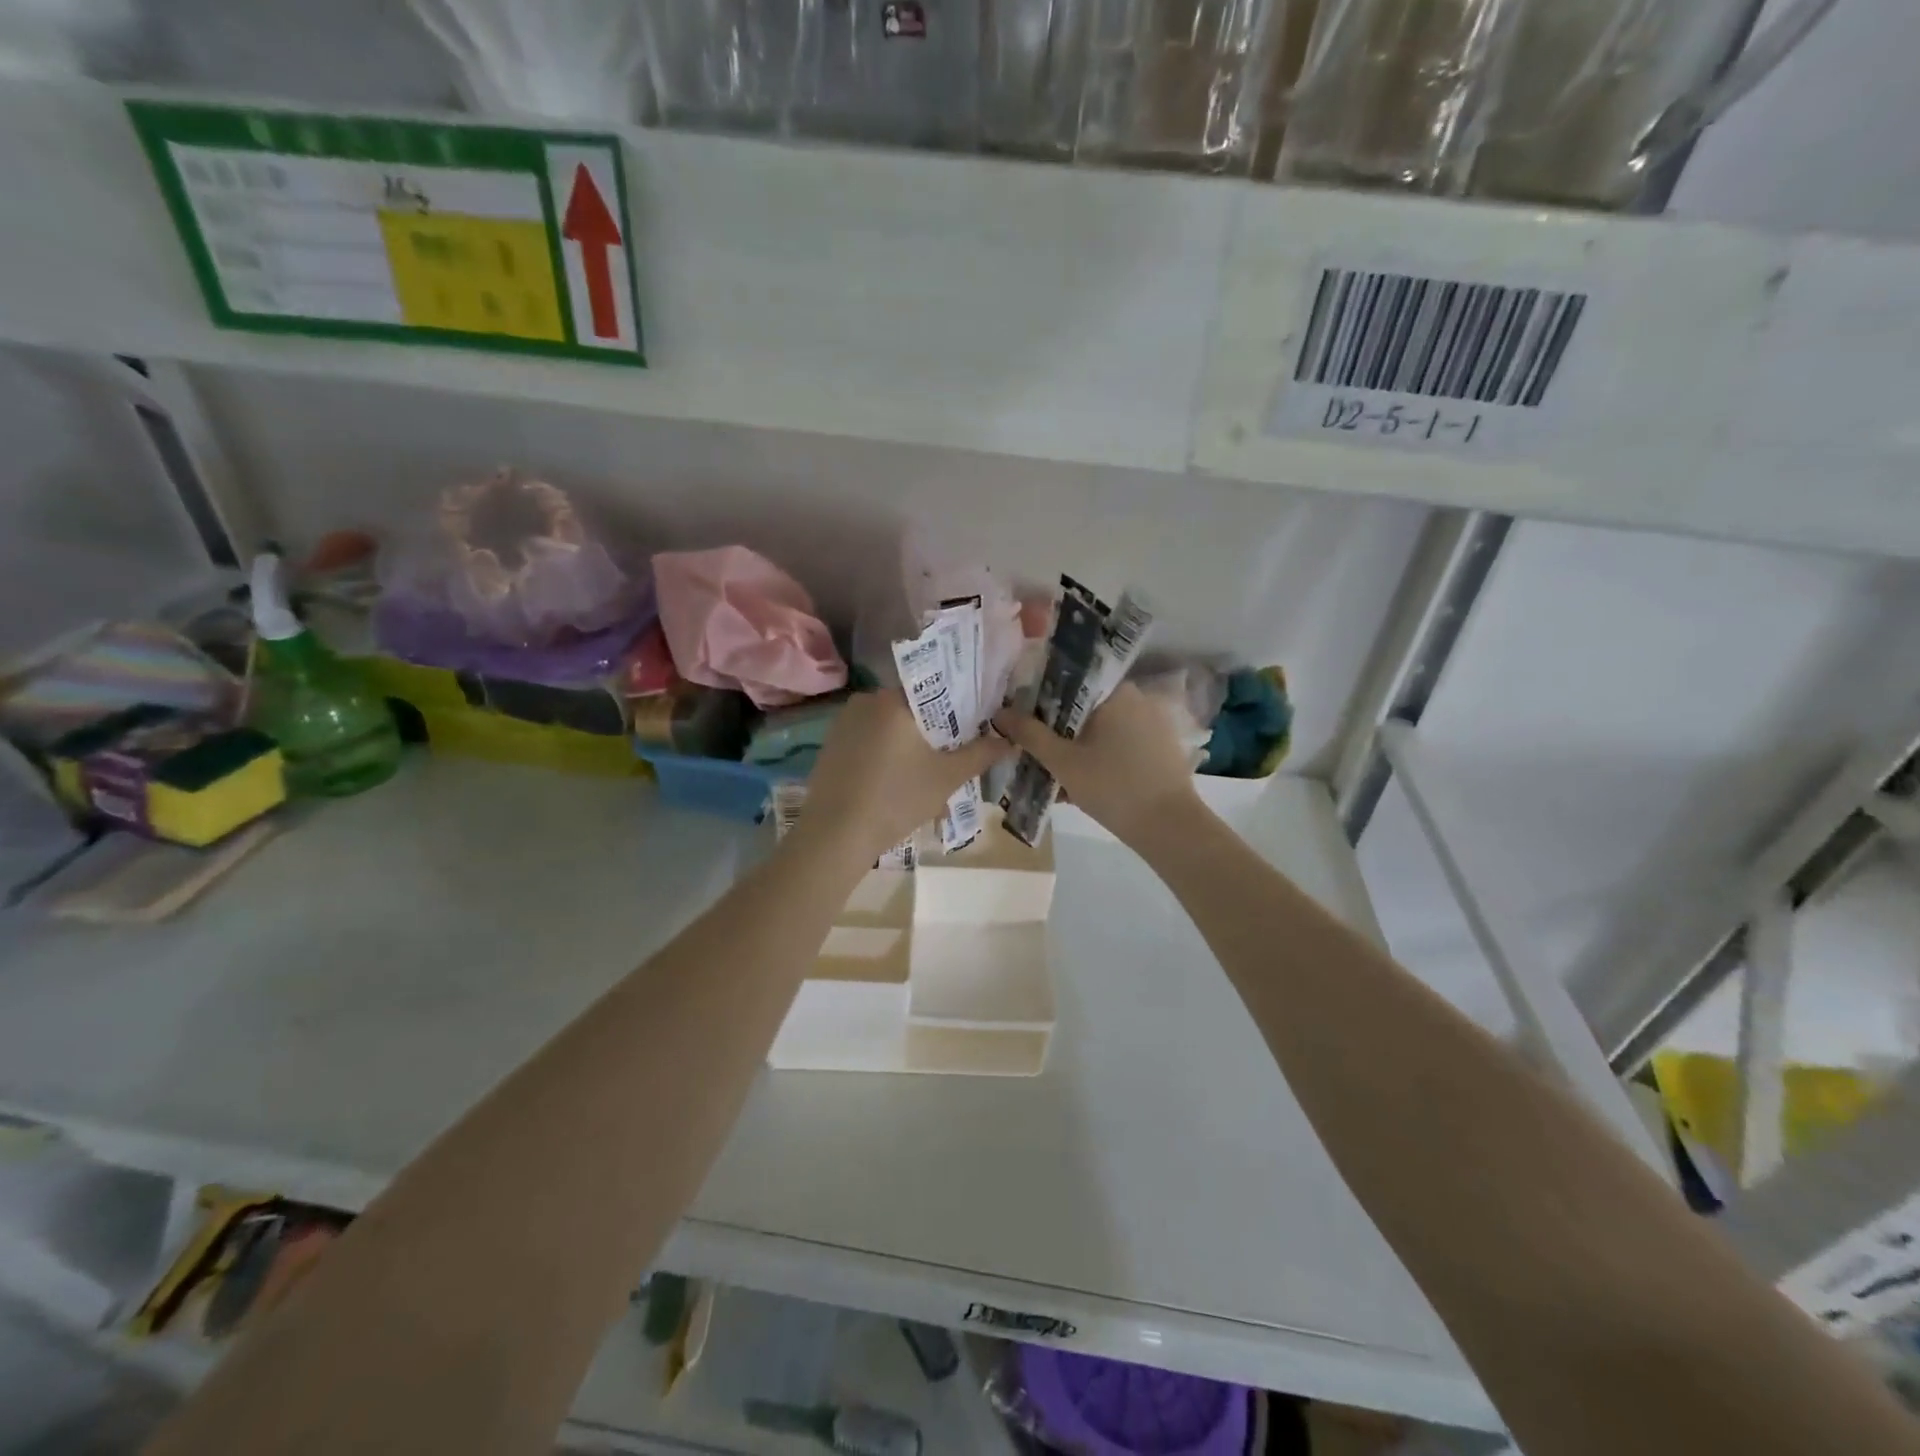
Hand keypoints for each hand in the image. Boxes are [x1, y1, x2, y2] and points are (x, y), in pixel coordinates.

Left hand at [794, 693, 1011, 869]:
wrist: (835, 835)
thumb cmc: (897, 799)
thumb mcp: (948, 777)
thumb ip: (981, 754)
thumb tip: (1008, 740)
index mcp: (893, 699)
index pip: (936, 689)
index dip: (959, 707)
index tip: (975, 726)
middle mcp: (865, 701)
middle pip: (912, 710)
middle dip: (934, 733)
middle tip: (954, 758)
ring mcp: (843, 723)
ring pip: (890, 728)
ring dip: (910, 748)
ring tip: (929, 779)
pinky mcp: (830, 746)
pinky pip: (869, 742)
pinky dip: (887, 757)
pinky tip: (897, 786)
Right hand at [993, 684, 1199, 848]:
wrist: (1169, 827)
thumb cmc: (1112, 787)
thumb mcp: (1062, 762)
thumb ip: (1029, 734)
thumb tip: (1000, 712)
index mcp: (1115, 691)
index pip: (1069, 681)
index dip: (1040, 697)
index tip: (1021, 717)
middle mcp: (1137, 698)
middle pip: (1084, 707)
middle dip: (1057, 728)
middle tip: (1034, 751)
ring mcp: (1152, 723)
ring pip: (1100, 728)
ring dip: (1076, 746)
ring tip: (1054, 774)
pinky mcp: (1160, 748)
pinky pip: (1119, 743)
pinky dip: (1098, 757)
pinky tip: (1081, 783)